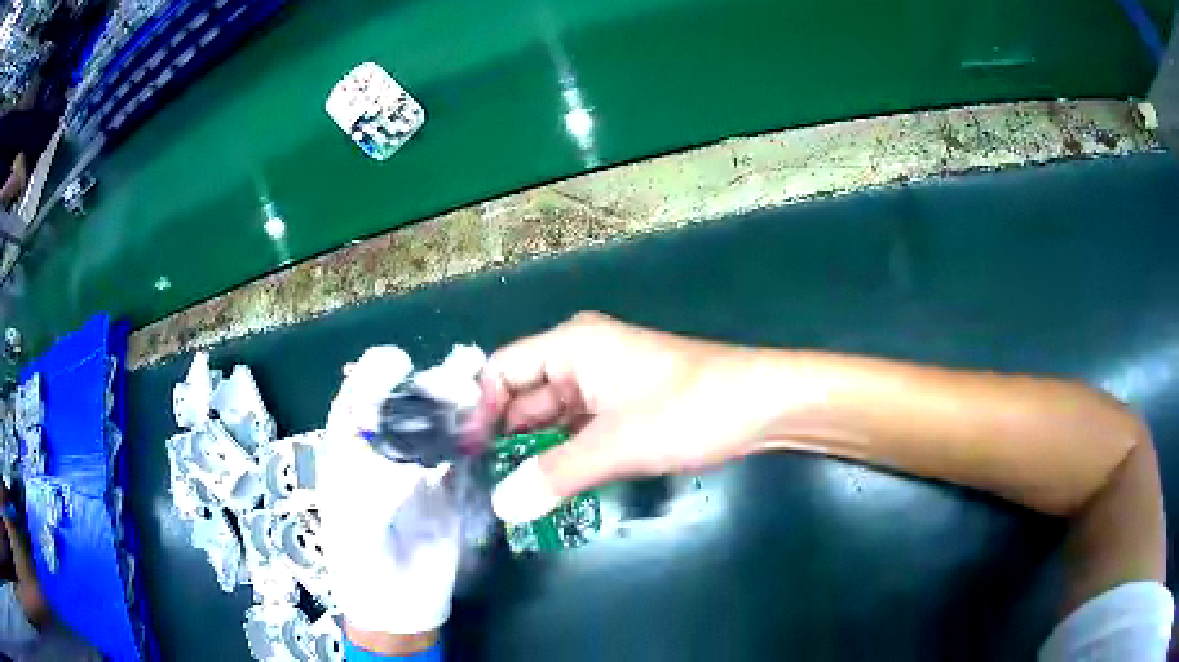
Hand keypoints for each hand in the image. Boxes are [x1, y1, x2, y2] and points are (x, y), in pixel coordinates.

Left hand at [318, 347, 460, 642]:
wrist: (399, 610)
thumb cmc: (362, 568)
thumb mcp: (354, 526)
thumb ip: (372, 487)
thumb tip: (404, 456)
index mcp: (347, 454)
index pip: (355, 400)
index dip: (373, 378)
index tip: (399, 363)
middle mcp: (382, 454)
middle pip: (401, 406)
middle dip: (425, 385)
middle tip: (457, 373)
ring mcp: (417, 471)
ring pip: (434, 425)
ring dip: (454, 403)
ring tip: (478, 383)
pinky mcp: (449, 490)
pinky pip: (461, 455)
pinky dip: (474, 436)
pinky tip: (491, 421)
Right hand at [481, 313, 785, 523]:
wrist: (765, 406)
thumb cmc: (690, 410)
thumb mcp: (617, 444)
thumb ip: (555, 475)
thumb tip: (501, 507)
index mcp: (572, 346)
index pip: (501, 370)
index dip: (477, 409)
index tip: (462, 455)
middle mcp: (580, 359)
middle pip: (522, 396)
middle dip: (501, 437)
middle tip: (476, 484)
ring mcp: (603, 385)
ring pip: (549, 418)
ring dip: (532, 451)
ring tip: (503, 492)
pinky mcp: (622, 409)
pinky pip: (576, 430)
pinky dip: (561, 455)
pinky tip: (546, 486)